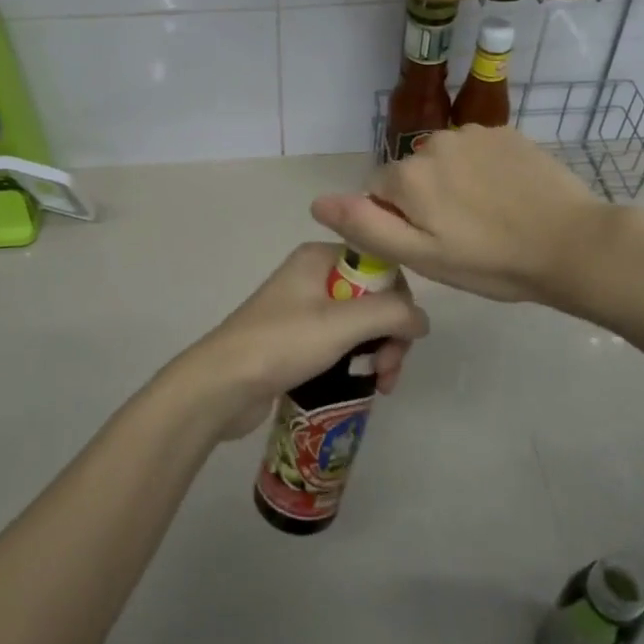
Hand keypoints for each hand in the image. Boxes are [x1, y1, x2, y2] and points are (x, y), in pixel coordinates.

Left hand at [157, 242, 428, 442]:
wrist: (221, 385)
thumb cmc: (282, 344)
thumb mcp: (343, 323)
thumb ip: (392, 314)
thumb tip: (423, 320)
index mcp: (319, 258)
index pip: (381, 267)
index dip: (399, 302)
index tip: (402, 339)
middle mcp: (312, 277)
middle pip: (373, 298)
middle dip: (390, 335)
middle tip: (387, 370)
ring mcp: (302, 310)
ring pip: (359, 325)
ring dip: (377, 352)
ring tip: (380, 385)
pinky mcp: (296, 341)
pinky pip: (340, 344)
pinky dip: (357, 362)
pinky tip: (365, 385)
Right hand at [311, 125, 608, 303]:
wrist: (572, 244)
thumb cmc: (491, 262)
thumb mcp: (421, 257)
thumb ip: (366, 226)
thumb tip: (317, 201)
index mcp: (409, 176)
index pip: (378, 192)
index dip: (398, 221)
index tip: (430, 244)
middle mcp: (434, 142)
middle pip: (411, 174)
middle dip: (424, 200)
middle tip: (460, 236)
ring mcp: (474, 133)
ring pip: (444, 161)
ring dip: (453, 183)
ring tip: (487, 217)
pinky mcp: (506, 133)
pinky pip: (476, 151)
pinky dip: (482, 170)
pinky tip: (508, 196)